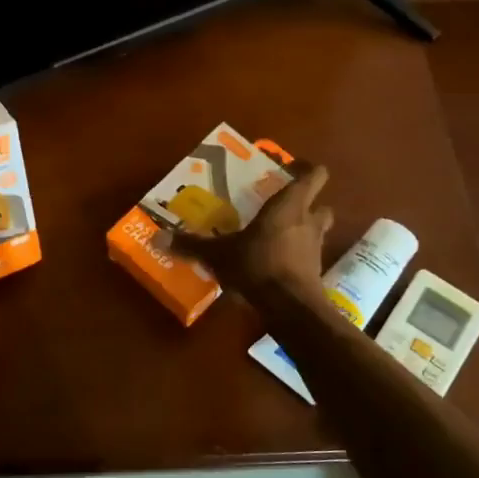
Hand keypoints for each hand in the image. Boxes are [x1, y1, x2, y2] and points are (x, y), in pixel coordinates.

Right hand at [169, 161, 332, 298]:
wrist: (289, 307)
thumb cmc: (256, 266)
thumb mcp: (218, 255)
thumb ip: (191, 245)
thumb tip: (157, 237)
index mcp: (289, 206)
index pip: (313, 176)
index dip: (306, 170)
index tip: (289, 170)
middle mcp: (308, 222)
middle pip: (321, 203)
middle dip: (307, 203)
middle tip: (282, 207)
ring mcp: (315, 248)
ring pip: (317, 230)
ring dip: (304, 230)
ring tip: (278, 235)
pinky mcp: (315, 273)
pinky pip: (308, 256)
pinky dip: (297, 256)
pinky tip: (276, 263)